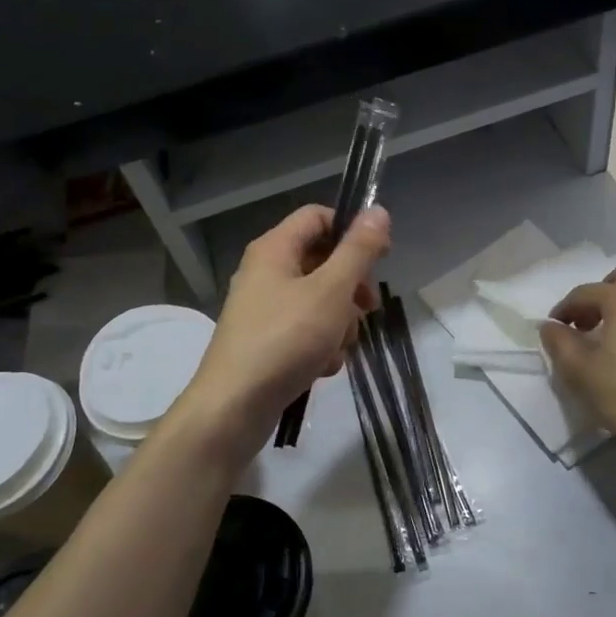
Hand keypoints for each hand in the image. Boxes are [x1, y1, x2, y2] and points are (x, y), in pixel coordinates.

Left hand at [180, 205, 391, 448]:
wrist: (234, 406)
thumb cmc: (286, 339)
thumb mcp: (331, 291)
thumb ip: (358, 251)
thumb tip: (378, 210)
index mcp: (274, 249)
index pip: (318, 217)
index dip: (352, 231)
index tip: (380, 257)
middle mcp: (265, 272)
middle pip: (322, 261)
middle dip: (351, 288)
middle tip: (368, 309)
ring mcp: (264, 308)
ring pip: (319, 301)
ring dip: (339, 323)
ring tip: (336, 347)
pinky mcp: (267, 340)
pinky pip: (305, 330)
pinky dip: (320, 345)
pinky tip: (322, 367)